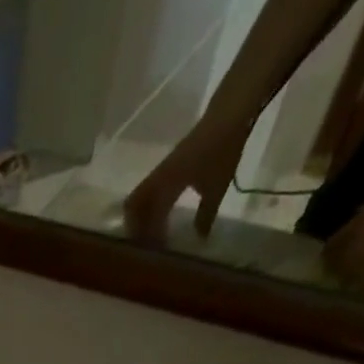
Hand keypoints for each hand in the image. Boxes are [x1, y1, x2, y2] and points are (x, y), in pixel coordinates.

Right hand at [124, 116, 250, 241]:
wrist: (230, 112)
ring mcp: (161, 171)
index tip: (153, 251)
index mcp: (164, 185)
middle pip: (134, 207)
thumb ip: (205, 216)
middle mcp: (157, 179)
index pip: (144, 214)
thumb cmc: (222, 150)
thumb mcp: (217, 187)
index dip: (146, 234)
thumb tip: (198, 238)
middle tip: (146, 246)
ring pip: (140, 199)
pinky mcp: (168, 166)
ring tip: (151, 234)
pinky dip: (151, 207)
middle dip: (136, 228)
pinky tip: (162, 216)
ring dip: (142, 217)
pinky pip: (150, 191)